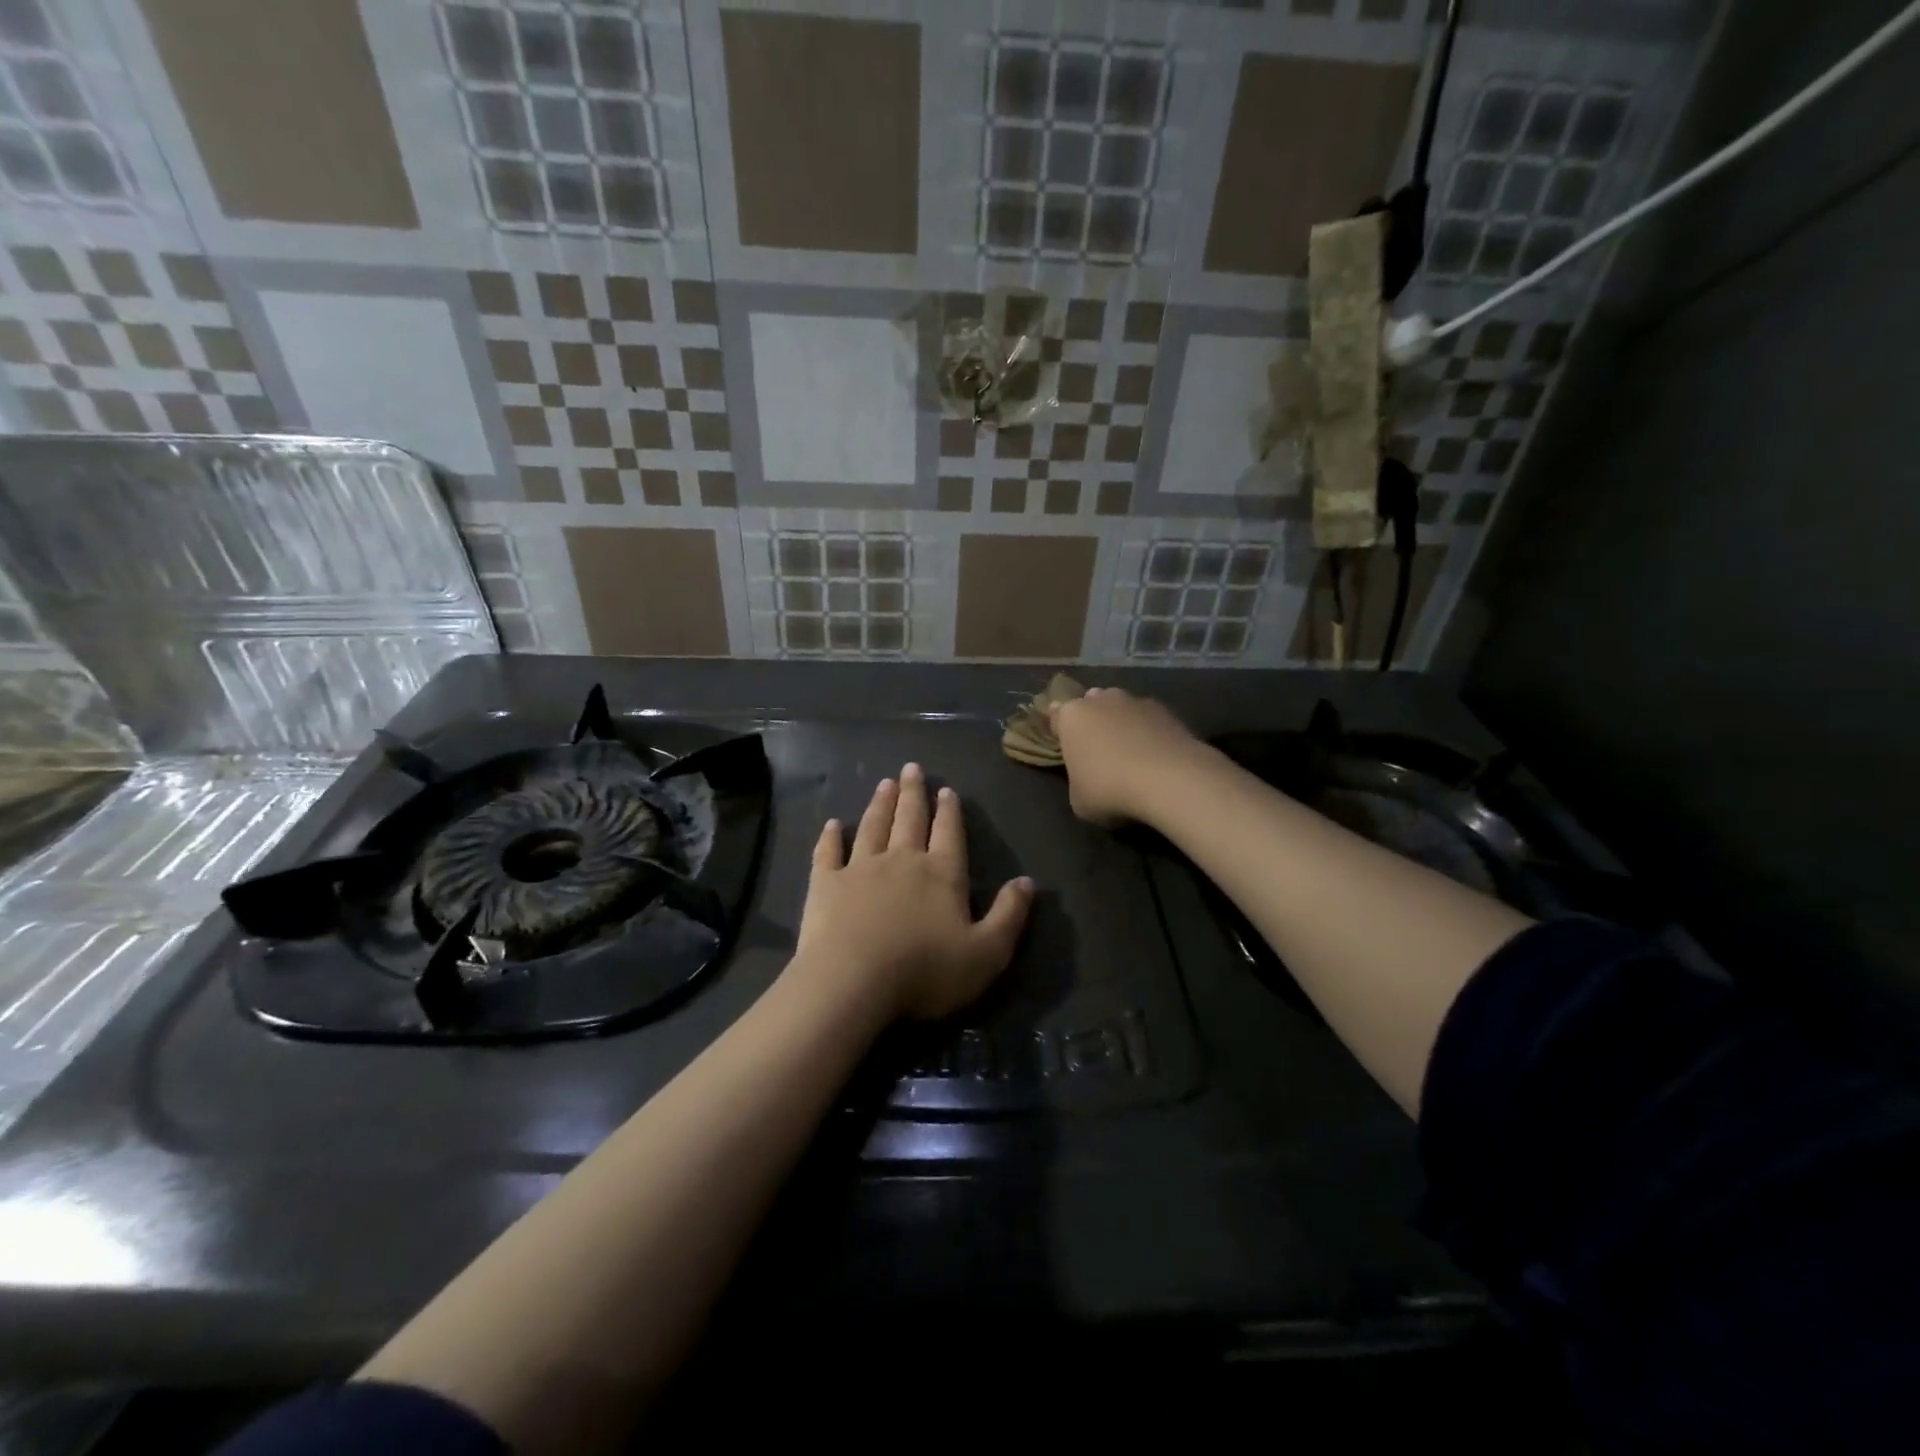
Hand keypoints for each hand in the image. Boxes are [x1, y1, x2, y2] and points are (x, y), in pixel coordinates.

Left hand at [794, 763, 1032, 1021]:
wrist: (853, 982)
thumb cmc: (925, 971)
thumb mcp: (986, 953)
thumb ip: (1009, 916)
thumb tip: (1027, 882)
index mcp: (941, 874)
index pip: (948, 834)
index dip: (949, 812)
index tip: (946, 790)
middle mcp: (902, 860)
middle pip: (910, 819)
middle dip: (913, 793)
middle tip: (911, 768)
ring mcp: (860, 869)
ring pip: (873, 827)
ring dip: (880, 805)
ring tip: (884, 784)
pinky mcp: (826, 884)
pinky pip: (828, 853)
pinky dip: (830, 837)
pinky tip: (832, 825)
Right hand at [1047, 687, 1210, 826]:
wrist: (1168, 780)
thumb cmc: (1109, 790)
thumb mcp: (1079, 799)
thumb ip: (1078, 780)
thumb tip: (1088, 778)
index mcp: (1071, 718)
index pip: (1057, 716)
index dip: (1060, 729)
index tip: (1064, 742)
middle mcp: (1100, 700)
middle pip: (1091, 703)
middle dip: (1092, 720)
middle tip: (1097, 747)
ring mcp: (1135, 702)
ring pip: (1121, 706)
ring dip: (1122, 722)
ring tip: (1130, 750)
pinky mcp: (1166, 710)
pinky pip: (1149, 718)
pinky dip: (1149, 731)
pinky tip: (1155, 755)